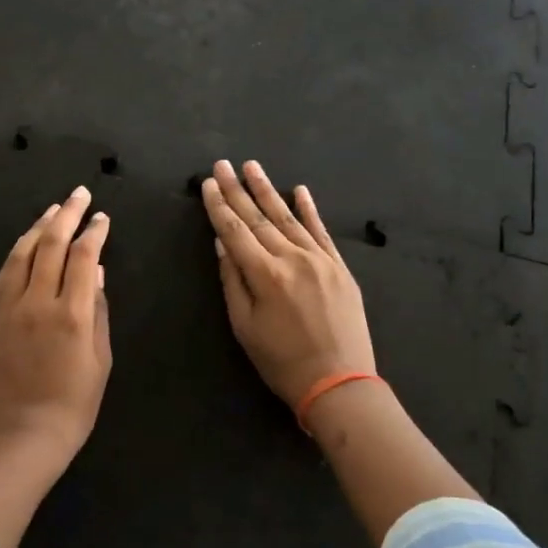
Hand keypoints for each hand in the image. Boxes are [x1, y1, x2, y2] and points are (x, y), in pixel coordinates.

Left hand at [0, 185, 112, 471]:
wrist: (22, 436)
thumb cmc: (74, 404)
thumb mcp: (100, 359)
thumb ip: (99, 311)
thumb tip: (97, 273)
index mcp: (72, 314)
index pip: (84, 257)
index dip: (94, 232)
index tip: (102, 217)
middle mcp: (38, 302)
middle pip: (51, 244)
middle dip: (67, 215)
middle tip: (79, 194)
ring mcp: (10, 308)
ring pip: (23, 253)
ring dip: (39, 226)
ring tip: (54, 209)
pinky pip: (4, 273)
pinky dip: (17, 251)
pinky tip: (26, 242)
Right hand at [201, 160, 375, 412]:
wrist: (340, 382)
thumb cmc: (282, 361)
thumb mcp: (245, 327)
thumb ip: (232, 281)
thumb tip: (222, 243)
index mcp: (264, 274)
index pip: (234, 230)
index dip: (218, 206)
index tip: (207, 183)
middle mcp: (292, 258)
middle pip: (258, 217)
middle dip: (237, 189)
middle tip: (222, 164)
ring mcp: (319, 259)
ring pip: (288, 217)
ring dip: (268, 190)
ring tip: (252, 167)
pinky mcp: (339, 267)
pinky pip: (321, 231)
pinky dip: (309, 209)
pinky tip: (299, 190)